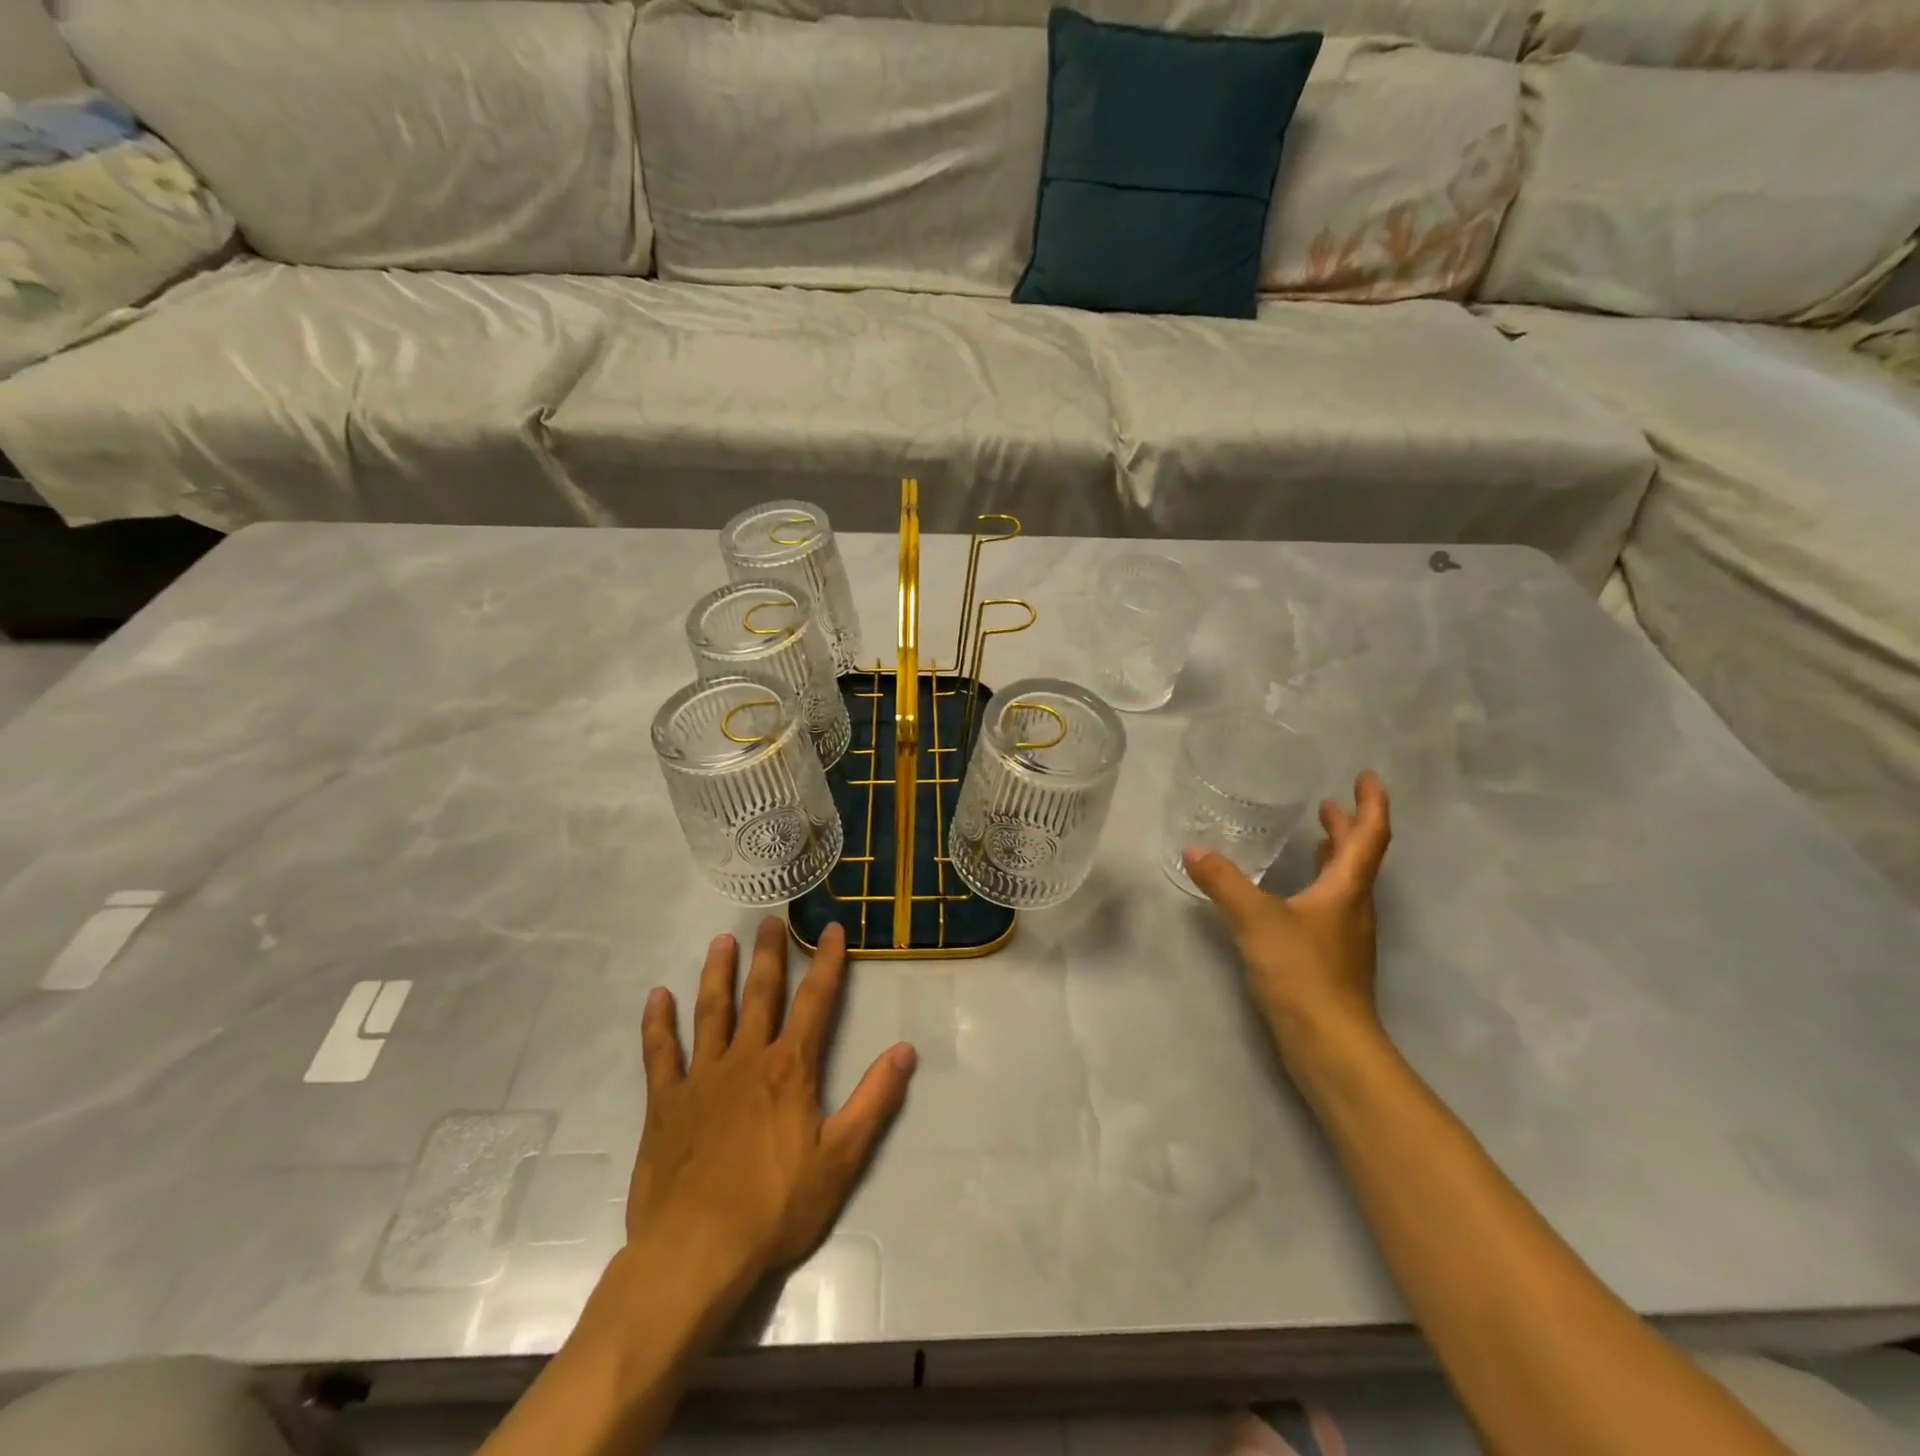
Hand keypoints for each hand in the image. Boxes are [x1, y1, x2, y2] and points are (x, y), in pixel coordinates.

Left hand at [626, 918, 916, 1298]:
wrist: (695, 1253)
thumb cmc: (775, 1208)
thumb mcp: (841, 1159)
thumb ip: (875, 1100)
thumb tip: (906, 1050)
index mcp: (790, 1069)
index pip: (815, 1002)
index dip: (827, 963)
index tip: (832, 929)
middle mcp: (746, 1059)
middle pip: (761, 994)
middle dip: (770, 955)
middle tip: (771, 919)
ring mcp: (701, 1077)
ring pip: (712, 1011)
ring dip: (718, 973)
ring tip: (722, 941)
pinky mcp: (666, 1103)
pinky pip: (660, 1053)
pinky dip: (658, 1023)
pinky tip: (658, 996)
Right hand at [1183, 770, 1391, 1058]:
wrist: (1330, 1045)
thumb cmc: (1303, 973)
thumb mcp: (1257, 921)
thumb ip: (1224, 883)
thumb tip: (1193, 850)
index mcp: (1347, 890)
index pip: (1369, 836)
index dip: (1370, 803)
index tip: (1366, 776)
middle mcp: (1353, 908)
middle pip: (1359, 858)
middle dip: (1348, 826)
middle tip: (1330, 802)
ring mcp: (1344, 936)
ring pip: (1345, 883)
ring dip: (1335, 855)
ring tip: (1316, 836)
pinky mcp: (1330, 959)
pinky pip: (1329, 906)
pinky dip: (1317, 884)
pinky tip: (1292, 892)